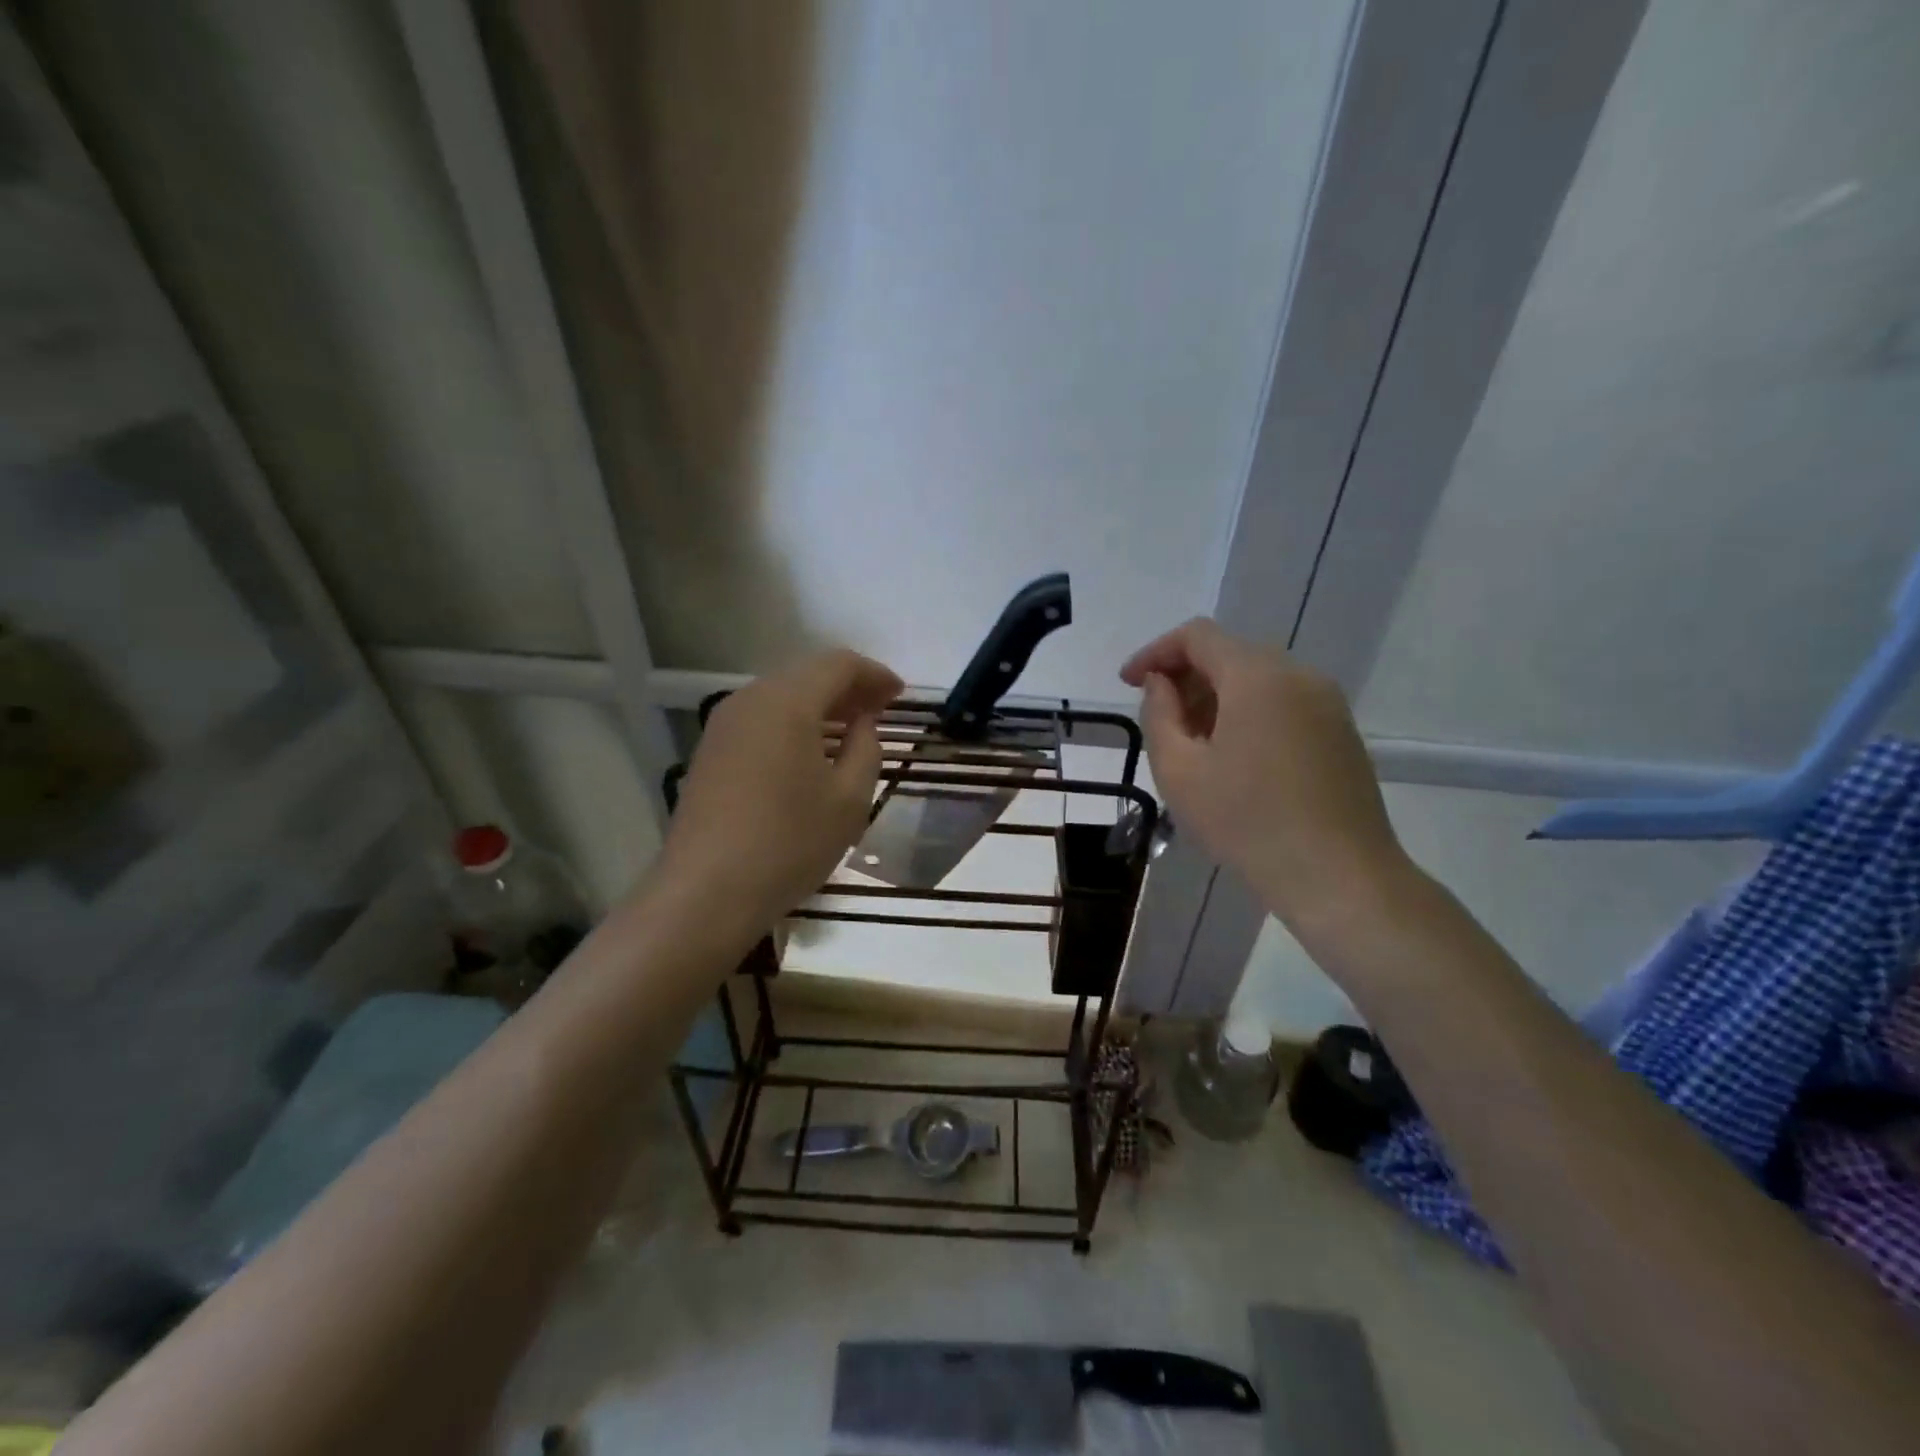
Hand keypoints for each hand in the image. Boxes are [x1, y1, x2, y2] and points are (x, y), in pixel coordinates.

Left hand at [661, 648, 902, 925]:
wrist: (706, 893)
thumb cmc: (789, 843)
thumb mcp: (849, 799)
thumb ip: (866, 748)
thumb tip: (862, 724)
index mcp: (786, 701)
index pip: (838, 664)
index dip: (875, 674)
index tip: (900, 695)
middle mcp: (749, 699)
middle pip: (807, 675)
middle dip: (848, 688)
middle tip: (881, 711)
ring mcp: (723, 726)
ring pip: (782, 697)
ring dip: (821, 707)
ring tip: (851, 731)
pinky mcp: (711, 752)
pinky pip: (762, 721)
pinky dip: (794, 725)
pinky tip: (811, 754)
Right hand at [1121, 619, 1404, 924]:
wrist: (1339, 878)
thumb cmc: (1247, 823)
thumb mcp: (1179, 771)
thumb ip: (1159, 714)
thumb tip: (1161, 684)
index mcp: (1257, 676)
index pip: (1197, 636)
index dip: (1155, 652)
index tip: (1129, 684)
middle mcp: (1298, 674)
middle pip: (1229, 653)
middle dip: (1186, 677)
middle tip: (1158, 719)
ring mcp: (1327, 702)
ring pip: (1257, 679)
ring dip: (1216, 698)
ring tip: (1192, 744)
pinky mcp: (1341, 731)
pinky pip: (1283, 702)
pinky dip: (1248, 713)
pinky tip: (1233, 759)